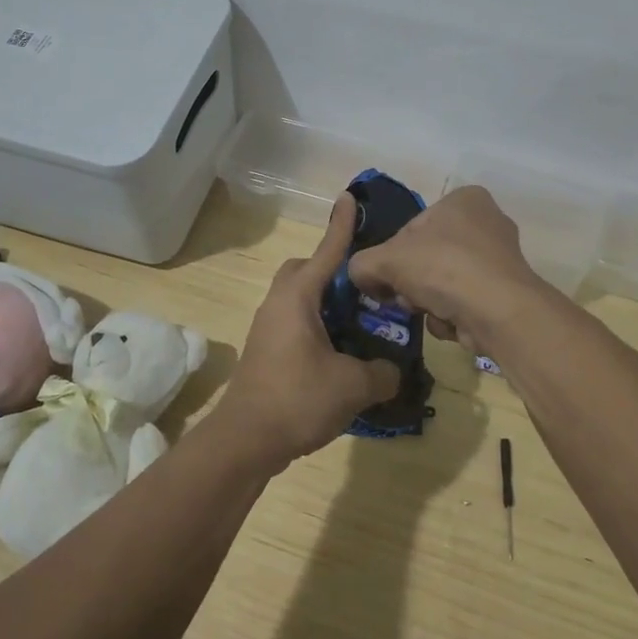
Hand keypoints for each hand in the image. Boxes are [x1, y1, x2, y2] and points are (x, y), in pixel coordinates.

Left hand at [216, 195, 400, 470]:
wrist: (244, 441)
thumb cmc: (298, 399)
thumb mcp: (353, 386)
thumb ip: (383, 372)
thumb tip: (393, 371)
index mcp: (299, 297)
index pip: (327, 252)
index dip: (342, 226)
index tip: (349, 197)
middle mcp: (279, 303)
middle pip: (306, 271)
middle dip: (333, 271)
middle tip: (365, 290)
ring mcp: (268, 328)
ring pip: (300, 299)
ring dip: (327, 304)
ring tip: (360, 325)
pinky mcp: (267, 351)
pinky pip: (296, 323)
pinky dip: (319, 327)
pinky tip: (341, 355)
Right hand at [347, 186, 547, 355]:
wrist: (498, 312)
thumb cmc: (443, 268)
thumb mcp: (385, 260)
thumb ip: (362, 264)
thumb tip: (361, 277)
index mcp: (464, 199)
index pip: (413, 227)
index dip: (394, 256)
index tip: (387, 278)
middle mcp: (488, 222)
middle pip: (429, 257)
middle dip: (413, 283)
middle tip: (405, 298)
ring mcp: (501, 259)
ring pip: (445, 283)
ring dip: (430, 302)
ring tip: (430, 311)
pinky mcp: (507, 292)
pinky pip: (466, 302)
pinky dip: (453, 315)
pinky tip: (453, 322)